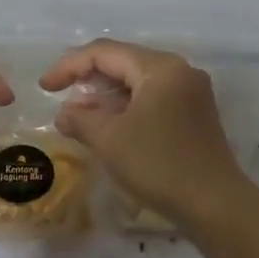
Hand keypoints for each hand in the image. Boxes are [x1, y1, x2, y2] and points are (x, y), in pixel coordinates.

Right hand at [40, 38, 249, 230]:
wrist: (214, 204)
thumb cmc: (158, 165)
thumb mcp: (109, 140)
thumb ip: (80, 118)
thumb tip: (65, 113)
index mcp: (160, 68)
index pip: (104, 52)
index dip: (68, 66)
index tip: (44, 87)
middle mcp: (179, 71)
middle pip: (123, 62)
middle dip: (88, 79)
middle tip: (60, 98)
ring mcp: (191, 93)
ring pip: (138, 81)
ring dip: (106, 95)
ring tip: (79, 115)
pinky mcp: (195, 114)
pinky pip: (152, 98)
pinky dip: (126, 107)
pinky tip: (109, 126)